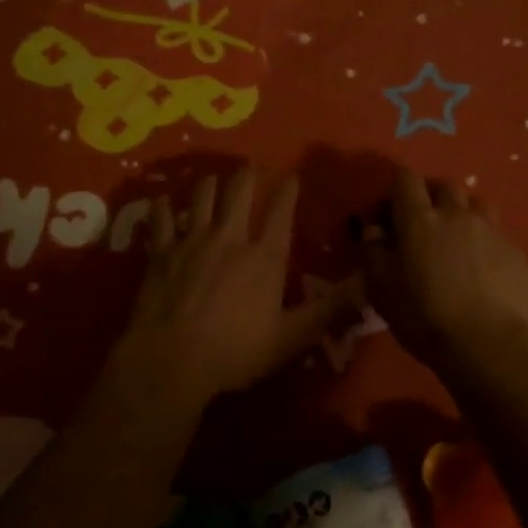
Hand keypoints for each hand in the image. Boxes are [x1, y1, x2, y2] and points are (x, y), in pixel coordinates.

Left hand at [115, 164, 350, 406]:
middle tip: (251, 166)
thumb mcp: (292, 337)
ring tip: (214, 179)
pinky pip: (160, 219)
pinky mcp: (161, 252)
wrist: (171, 361)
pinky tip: (162, 201)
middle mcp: (229, 237)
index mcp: (265, 256)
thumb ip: (329, 308)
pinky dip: (162, 207)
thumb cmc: (235, 351)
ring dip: (210, 183)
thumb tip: (367, 283)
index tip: (292, 176)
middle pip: (239, 190)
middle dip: (248, 174)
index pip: (281, 210)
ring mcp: (192, 240)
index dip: (288, 189)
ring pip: (201, 195)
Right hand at [359, 168, 527, 367]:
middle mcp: (456, 214)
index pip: (406, 180)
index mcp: (419, 220)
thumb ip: (373, 252)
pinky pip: (497, 232)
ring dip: (463, 212)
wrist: (487, 343)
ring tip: (458, 238)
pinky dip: (485, 240)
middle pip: (444, 186)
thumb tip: (373, 229)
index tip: (391, 214)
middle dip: (432, 197)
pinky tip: (483, 266)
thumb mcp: (382, 289)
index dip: (397, 190)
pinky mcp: (514, 251)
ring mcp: (490, 229)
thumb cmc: (424, 316)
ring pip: (476, 203)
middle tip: (425, 225)